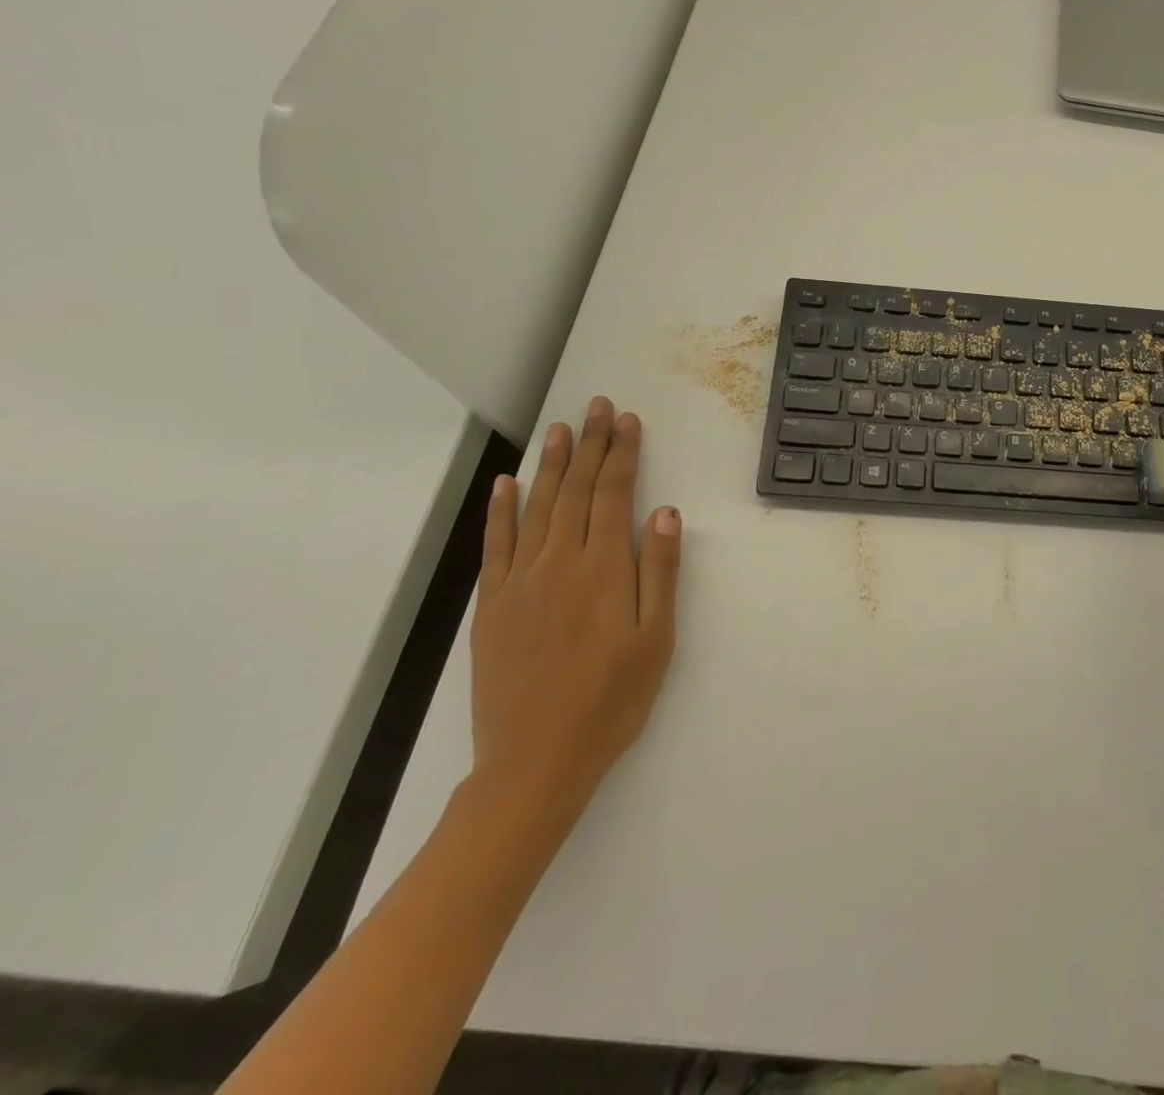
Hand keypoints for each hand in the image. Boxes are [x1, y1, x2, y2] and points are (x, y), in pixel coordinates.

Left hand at [470, 397, 680, 824]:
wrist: (534, 762)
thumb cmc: (611, 701)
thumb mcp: (656, 640)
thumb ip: (660, 572)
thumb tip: (666, 511)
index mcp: (603, 570)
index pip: (613, 495)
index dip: (622, 454)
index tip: (627, 420)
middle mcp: (559, 563)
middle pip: (576, 491)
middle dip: (590, 445)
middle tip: (596, 406)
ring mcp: (519, 582)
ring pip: (537, 508)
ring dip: (551, 464)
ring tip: (560, 428)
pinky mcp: (492, 605)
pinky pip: (496, 545)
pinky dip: (501, 510)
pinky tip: (507, 484)